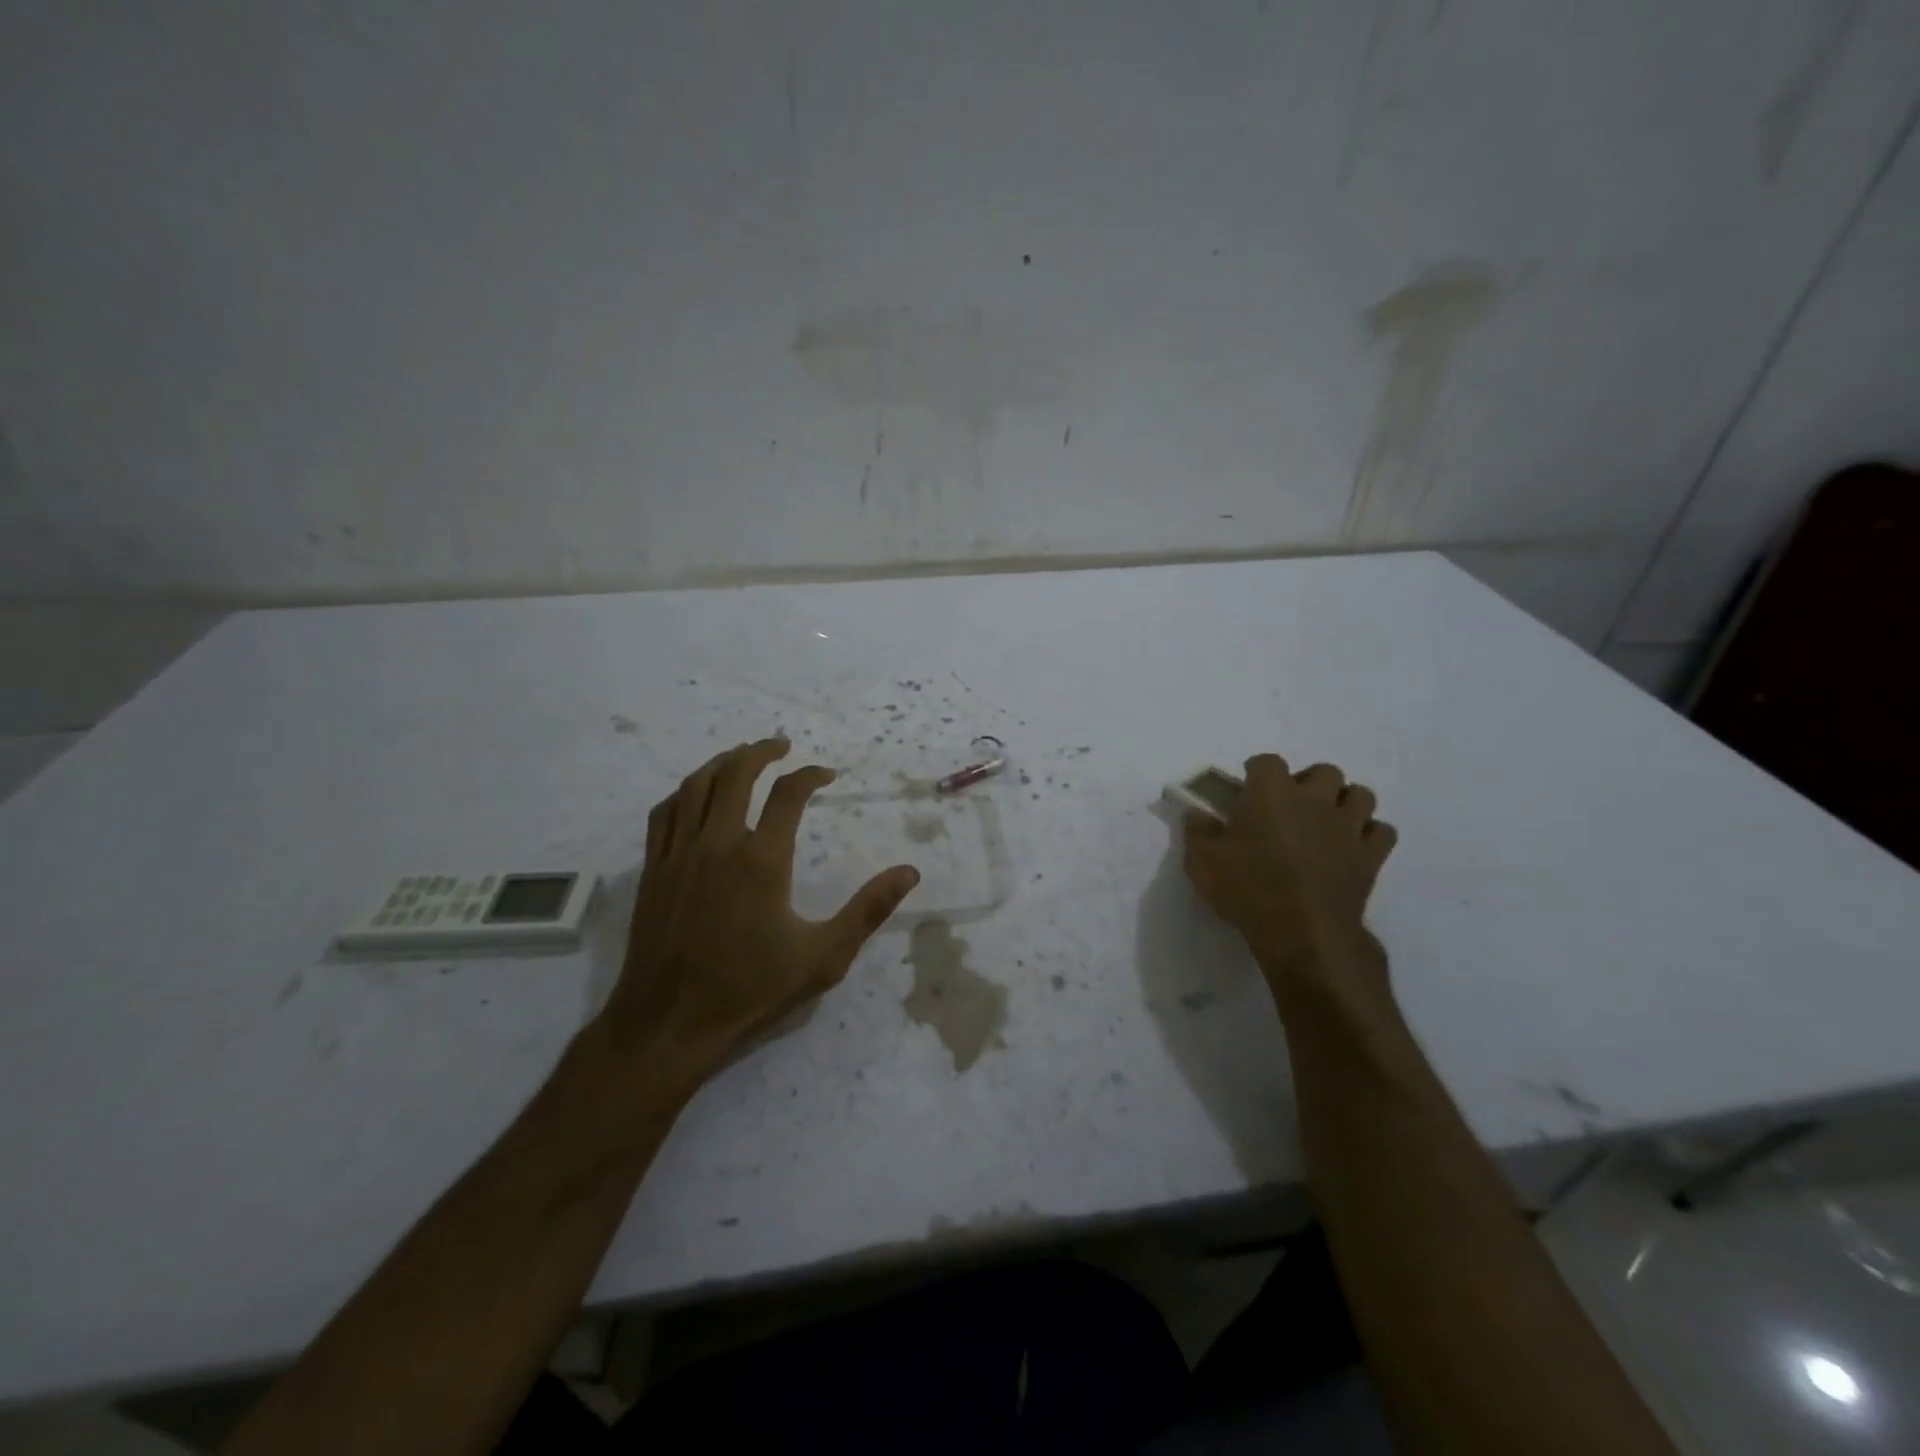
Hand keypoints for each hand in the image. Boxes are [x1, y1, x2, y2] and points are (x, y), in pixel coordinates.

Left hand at [598, 738, 919, 1092]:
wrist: (669, 1022)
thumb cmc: (751, 990)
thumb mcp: (824, 956)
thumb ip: (868, 910)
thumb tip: (909, 872)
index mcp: (762, 860)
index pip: (789, 794)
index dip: (811, 775)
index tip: (827, 774)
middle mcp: (718, 844)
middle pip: (736, 774)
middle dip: (762, 751)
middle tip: (782, 745)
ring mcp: (678, 854)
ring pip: (696, 785)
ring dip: (722, 762)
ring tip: (742, 756)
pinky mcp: (652, 870)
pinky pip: (664, 812)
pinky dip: (684, 791)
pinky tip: (695, 794)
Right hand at [1183, 754, 1397, 1004]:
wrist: (1302, 931)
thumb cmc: (1247, 888)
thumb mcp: (1201, 860)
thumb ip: (1197, 830)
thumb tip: (1196, 812)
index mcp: (1270, 792)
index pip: (1267, 761)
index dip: (1257, 771)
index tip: (1247, 787)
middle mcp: (1314, 799)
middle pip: (1323, 770)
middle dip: (1309, 783)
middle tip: (1291, 807)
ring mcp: (1348, 826)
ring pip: (1360, 794)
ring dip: (1344, 803)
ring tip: (1326, 822)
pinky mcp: (1371, 856)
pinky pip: (1382, 831)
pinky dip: (1369, 834)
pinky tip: (1352, 847)